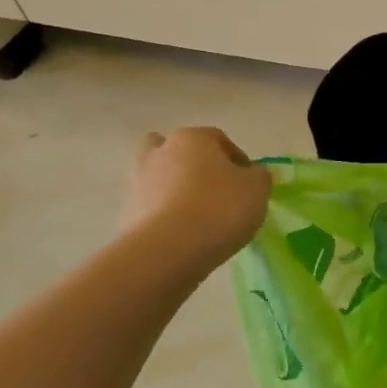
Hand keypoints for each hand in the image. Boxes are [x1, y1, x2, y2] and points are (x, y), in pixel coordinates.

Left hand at [119, 128, 271, 268]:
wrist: (170, 249)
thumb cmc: (220, 208)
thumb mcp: (257, 188)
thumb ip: (258, 175)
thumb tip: (251, 174)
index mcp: (192, 138)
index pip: (218, 139)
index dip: (237, 158)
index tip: (249, 182)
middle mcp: (160, 152)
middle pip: (180, 151)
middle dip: (196, 166)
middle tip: (216, 190)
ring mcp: (138, 182)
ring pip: (161, 177)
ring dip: (176, 189)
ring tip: (199, 216)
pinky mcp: (128, 213)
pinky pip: (152, 206)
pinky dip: (164, 215)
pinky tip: (183, 234)